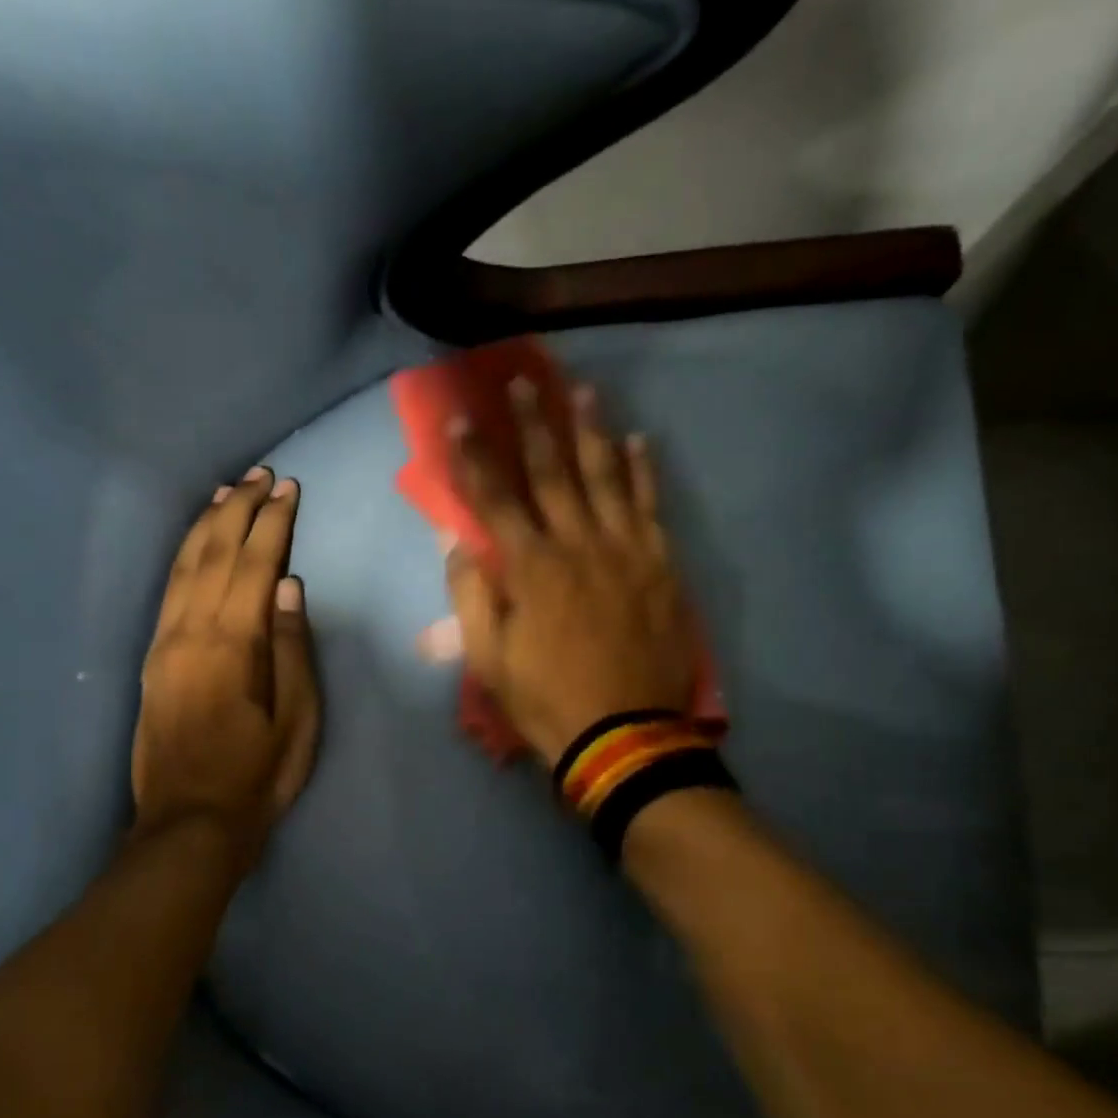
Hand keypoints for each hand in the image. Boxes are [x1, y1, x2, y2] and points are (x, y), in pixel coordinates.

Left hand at [131, 468, 319, 849]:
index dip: (273, 524)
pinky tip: (196, 541)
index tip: (290, 489)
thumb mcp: (297, 720)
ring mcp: (164, 642)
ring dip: (208, 523)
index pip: (254, 566)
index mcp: (231, 646)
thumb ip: (291, 649)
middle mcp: (190, 632)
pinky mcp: (152, 657)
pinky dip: (184, 554)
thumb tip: (288, 585)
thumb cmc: (258, 775)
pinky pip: (167, 589)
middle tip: (263, 475)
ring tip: (231, 491)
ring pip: (184, 565)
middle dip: (240, 509)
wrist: (189, 823)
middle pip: (214, 554)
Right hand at [447, 382, 695, 764]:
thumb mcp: (490, 660)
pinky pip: (650, 507)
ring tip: (582, 391)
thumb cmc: (547, 700)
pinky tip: (639, 441)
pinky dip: (644, 472)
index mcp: (531, 569)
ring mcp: (624, 551)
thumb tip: (458, 544)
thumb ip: (472, 597)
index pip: (494, 500)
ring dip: (591, 431)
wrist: (625, 735)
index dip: (474, 459)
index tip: (461, 421)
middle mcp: (577, 545)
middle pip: (551, 473)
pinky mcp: (660, 566)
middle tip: (522, 382)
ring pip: (605, 477)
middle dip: (532, 425)